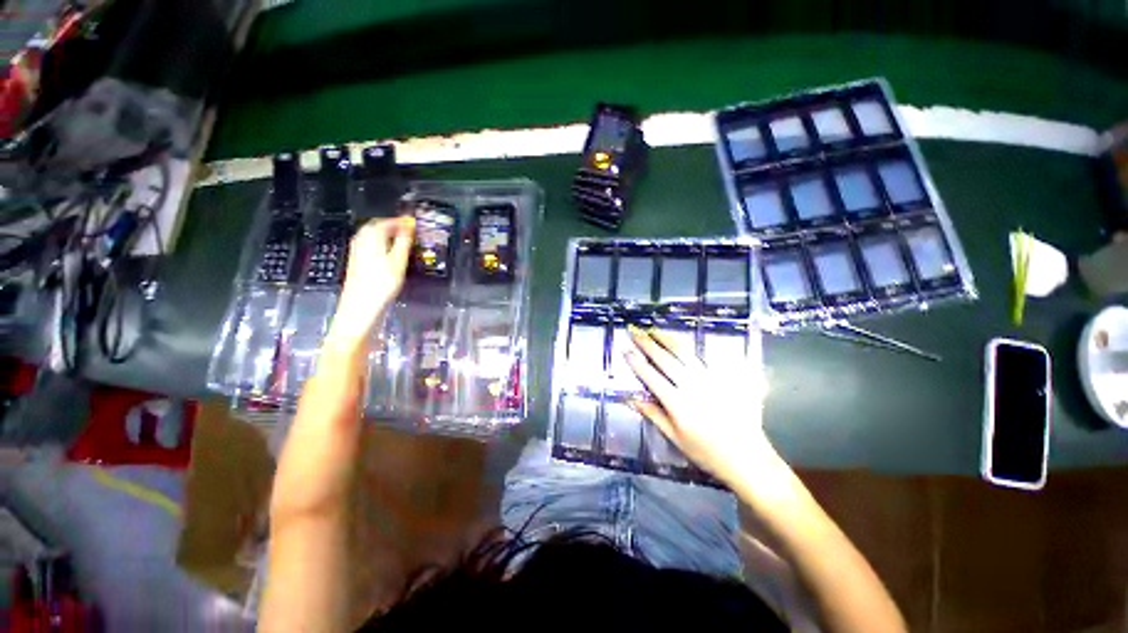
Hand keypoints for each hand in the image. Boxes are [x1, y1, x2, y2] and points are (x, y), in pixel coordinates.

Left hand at [327, 217, 413, 343]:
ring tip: (400, 240)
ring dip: (385, 234)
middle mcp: (361, 241)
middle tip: (407, 231)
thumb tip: (409, 227)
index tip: (413, 224)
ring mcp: (356, 251)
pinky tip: (388, 253)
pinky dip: (379, 243)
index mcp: (371, 237)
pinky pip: (368, 245)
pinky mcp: (356, 262)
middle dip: (391, 226)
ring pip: (370, 235)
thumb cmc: (382, 284)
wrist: (361, 306)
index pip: (386, 222)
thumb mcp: (398, 262)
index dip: (400, 221)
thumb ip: (403, 242)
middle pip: (375, 226)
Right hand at [625, 326, 780, 486]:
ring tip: (656, 330)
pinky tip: (684, 342)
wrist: (747, 458)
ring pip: (685, 353)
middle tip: (637, 333)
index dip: (636, 362)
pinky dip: (692, 348)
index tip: (626, 349)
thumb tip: (631, 399)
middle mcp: (692, 386)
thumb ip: (653, 415)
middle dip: (649, 344)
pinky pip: (706, 358)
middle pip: (666, 359)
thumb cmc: (707, 452)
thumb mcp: (675, 438)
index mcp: (677, 403)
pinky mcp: (724, 379)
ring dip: (668, 340)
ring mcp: (709, 380)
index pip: (651, 376)